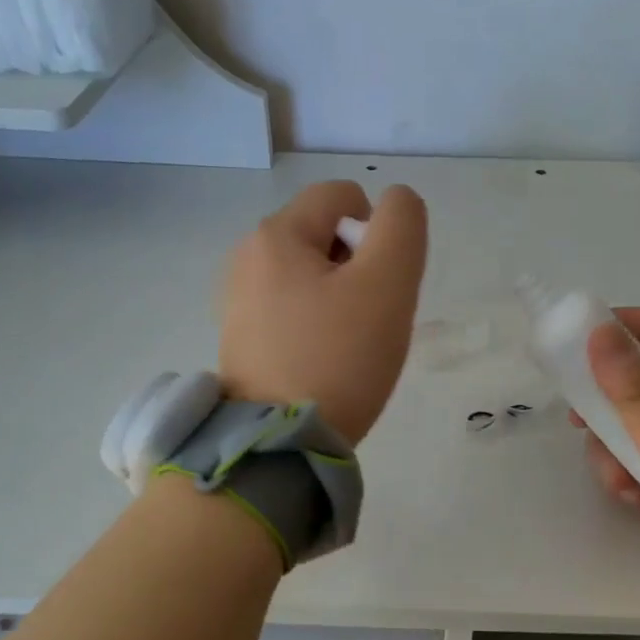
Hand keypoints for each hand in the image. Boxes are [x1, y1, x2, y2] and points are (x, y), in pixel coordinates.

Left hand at [219, 180, 427, 444]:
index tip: (380, 283)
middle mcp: (247, 257)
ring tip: (348, 344)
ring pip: (311, 274)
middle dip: (359, 266)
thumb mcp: (387, 283)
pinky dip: (316, 323)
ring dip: (341, 297)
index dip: (377, 230)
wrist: (280, 443)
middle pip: (325, 234)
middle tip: (368, 318)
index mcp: (276, 235)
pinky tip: (323, 361)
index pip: (342, 196)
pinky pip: (292, 308)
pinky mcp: (241, 337)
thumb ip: (401, 226)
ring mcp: (239, 299)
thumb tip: (395, 202)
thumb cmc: (337, 357)